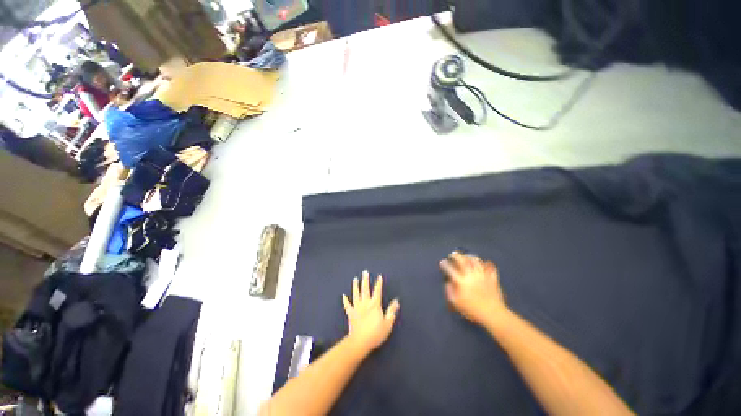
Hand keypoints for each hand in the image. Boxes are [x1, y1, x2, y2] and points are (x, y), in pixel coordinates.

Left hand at [342, 270, 399, 354]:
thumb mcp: (388, 323)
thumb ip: (391, 311)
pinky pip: (347, 305)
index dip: (379, 283)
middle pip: (365, 289)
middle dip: (365, 280)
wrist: (360, 342)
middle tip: (365, 272)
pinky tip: (343, 295)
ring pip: (356, 294)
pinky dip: (345, 300)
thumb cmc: (376, 333)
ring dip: (355, 286)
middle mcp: (365, 303)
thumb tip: (396, 301)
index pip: (377, 291)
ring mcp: (357, 308)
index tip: (379, 276)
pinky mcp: (350, 313)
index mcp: (375, 305)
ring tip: (355, 279)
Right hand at [440, 252, 508, 327]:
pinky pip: (490, 267)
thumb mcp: (456, 303)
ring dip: (470, 256)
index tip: (443, 262)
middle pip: (463, 261)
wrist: (493, 314)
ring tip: (466, 256)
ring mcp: (482, 275)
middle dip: (456, 256)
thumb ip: (450, 291)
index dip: (445, 264)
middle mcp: (471, 275)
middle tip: (453, 254)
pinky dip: (486, 263)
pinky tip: (484, 263)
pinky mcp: (492, 278)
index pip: (450, 269)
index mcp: (461, 281)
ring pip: (476, 261)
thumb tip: (448, 283)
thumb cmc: (473, 310)